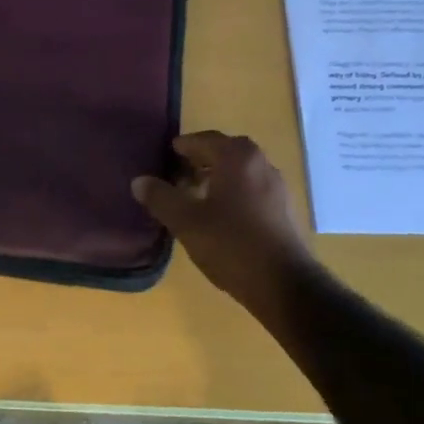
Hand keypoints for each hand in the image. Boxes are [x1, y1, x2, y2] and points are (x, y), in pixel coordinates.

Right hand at [132, 132, 316, 310]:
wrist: (284, 284)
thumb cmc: (231, 244)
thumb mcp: (186, 221)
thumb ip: (160, 197)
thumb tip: (139, 181)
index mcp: (238, 157)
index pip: (205, 139)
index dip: (183, 146)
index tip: (166, 155)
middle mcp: (261, 163)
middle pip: (225, 152)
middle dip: (200, 161)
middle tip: (177, 175)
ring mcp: (277, 187)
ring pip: (240, 172)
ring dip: (217, 178)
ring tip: (194, 197)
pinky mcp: (284, 210)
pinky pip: (252, 190)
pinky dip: (233, 193)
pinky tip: (219, 217)